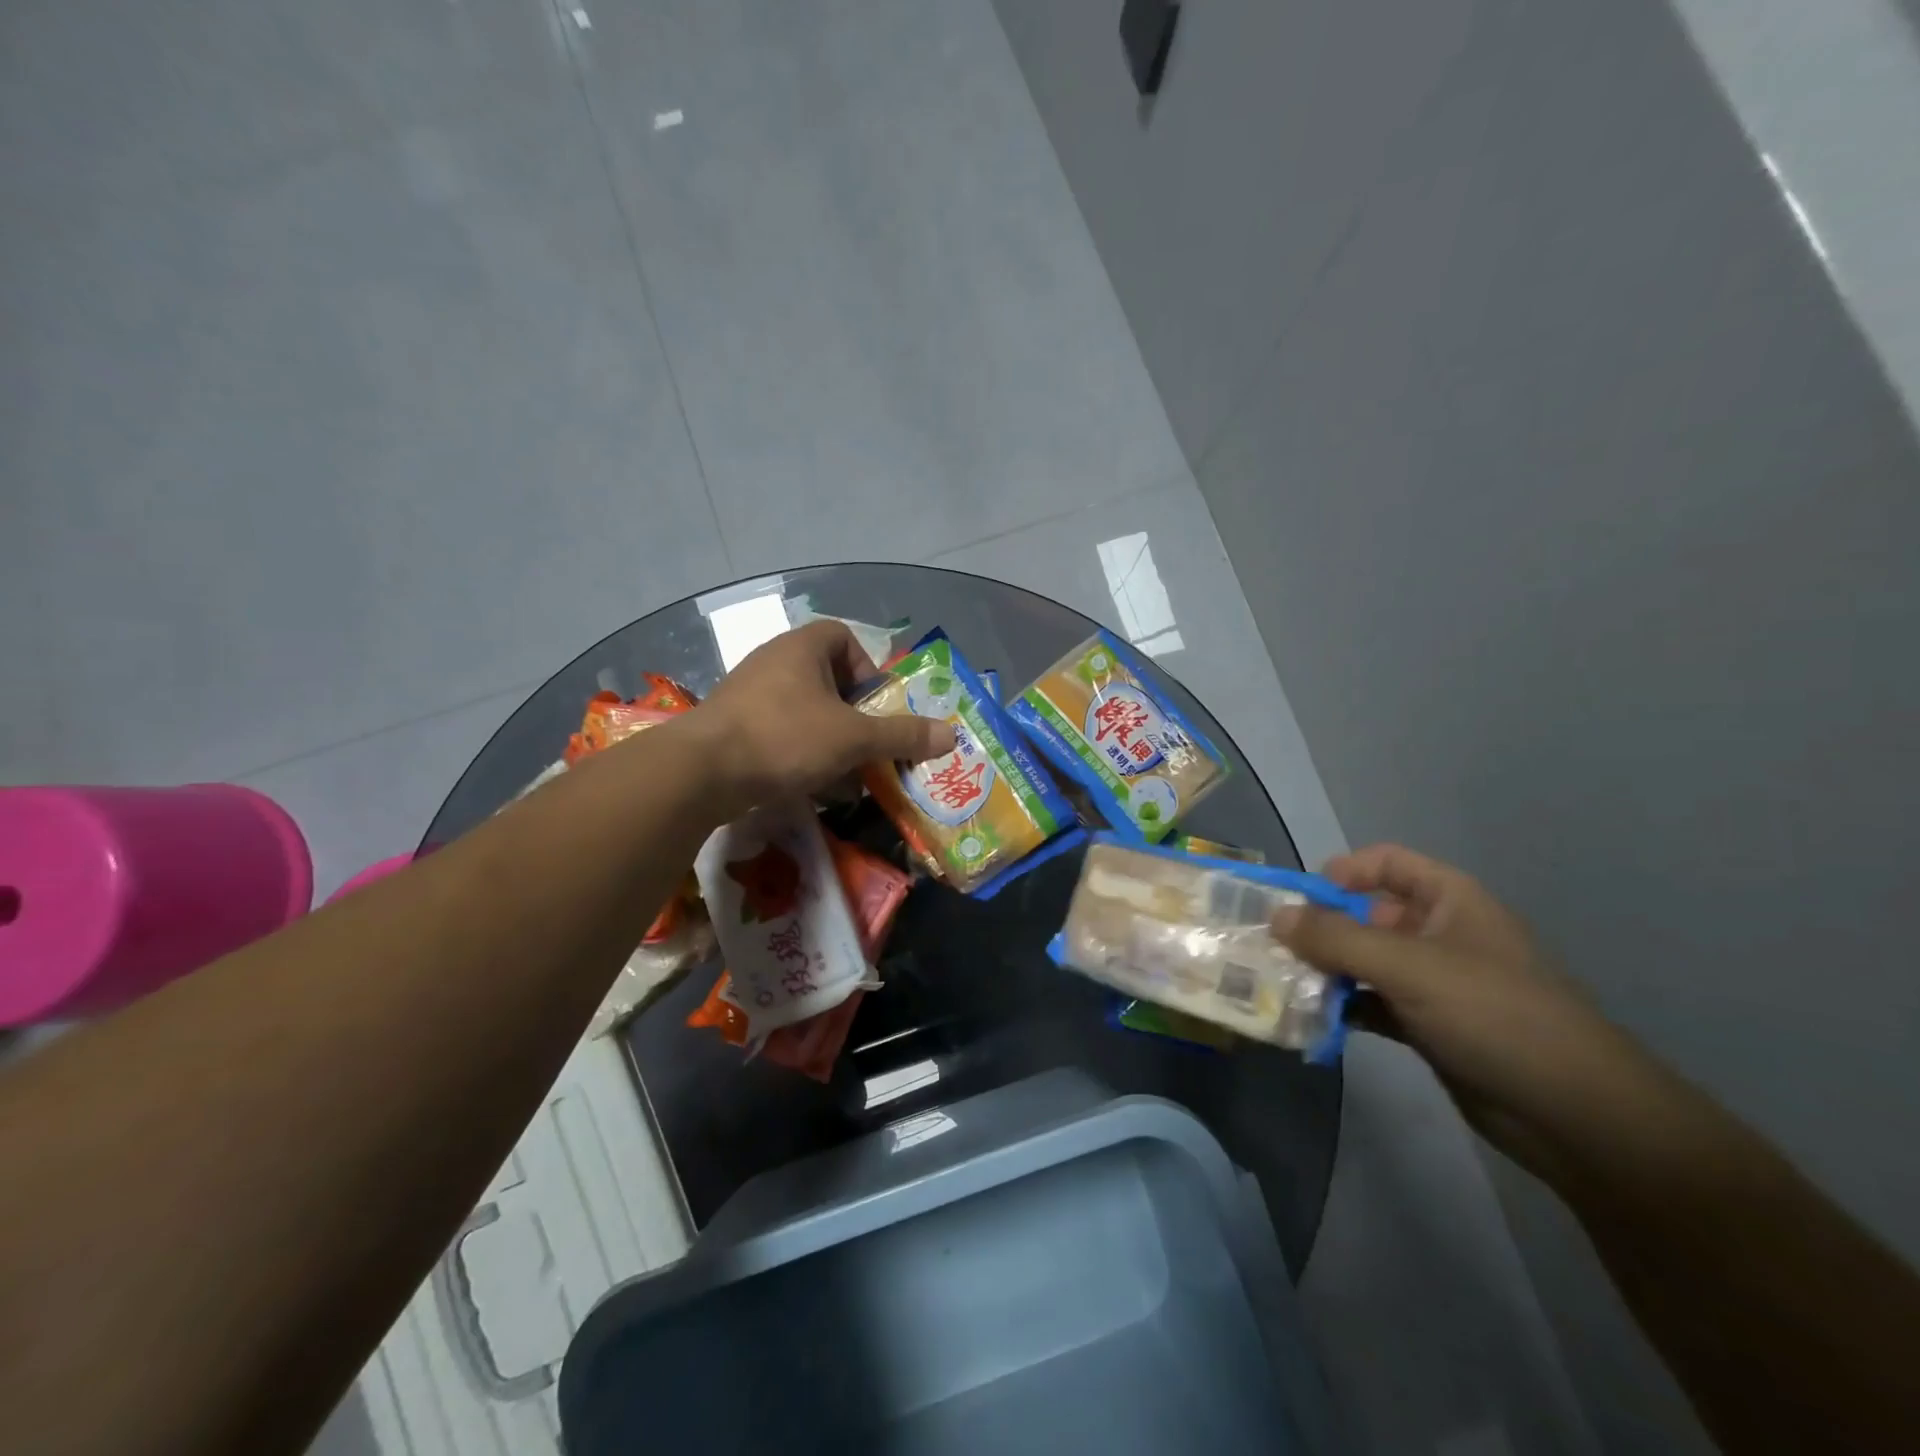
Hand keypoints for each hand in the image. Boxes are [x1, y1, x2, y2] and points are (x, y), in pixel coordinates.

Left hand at [686, 621, 955, 816]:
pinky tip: (807, 782)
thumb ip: (902, 735)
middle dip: (852, 711)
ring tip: (841, 770)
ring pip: (802, 708)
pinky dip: (798, 751)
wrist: (703, 772)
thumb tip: (951, 735)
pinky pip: (778, 730)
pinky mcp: (731, 725)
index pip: (842, 636)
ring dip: (828, 735)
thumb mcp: (854, 738)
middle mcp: (773, 661)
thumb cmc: (786, 738)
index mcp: (801, 648)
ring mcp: (748, 693)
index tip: (874, 704)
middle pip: (825, 676)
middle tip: (865, 742)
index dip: (866, 666)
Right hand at [1274, 844, 1653, 1183]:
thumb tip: (1275, 916)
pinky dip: (1343, 1005)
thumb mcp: (1408, 966)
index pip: (1387, 863)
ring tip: (1282, 983)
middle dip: (1321, 926)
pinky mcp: (1429, 1027)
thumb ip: (1335, 938)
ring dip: (1326, 969)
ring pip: (1366, 961)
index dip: (1343, 871)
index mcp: (1450, 900)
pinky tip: (1312, 1018)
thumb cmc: (1495, 1016)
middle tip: (1274, 945)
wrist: (1577, 1116)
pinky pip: (1373, 1002)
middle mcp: (1440, 934)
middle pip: (1367, 913)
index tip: (1302, 898)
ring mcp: (1436, 983)